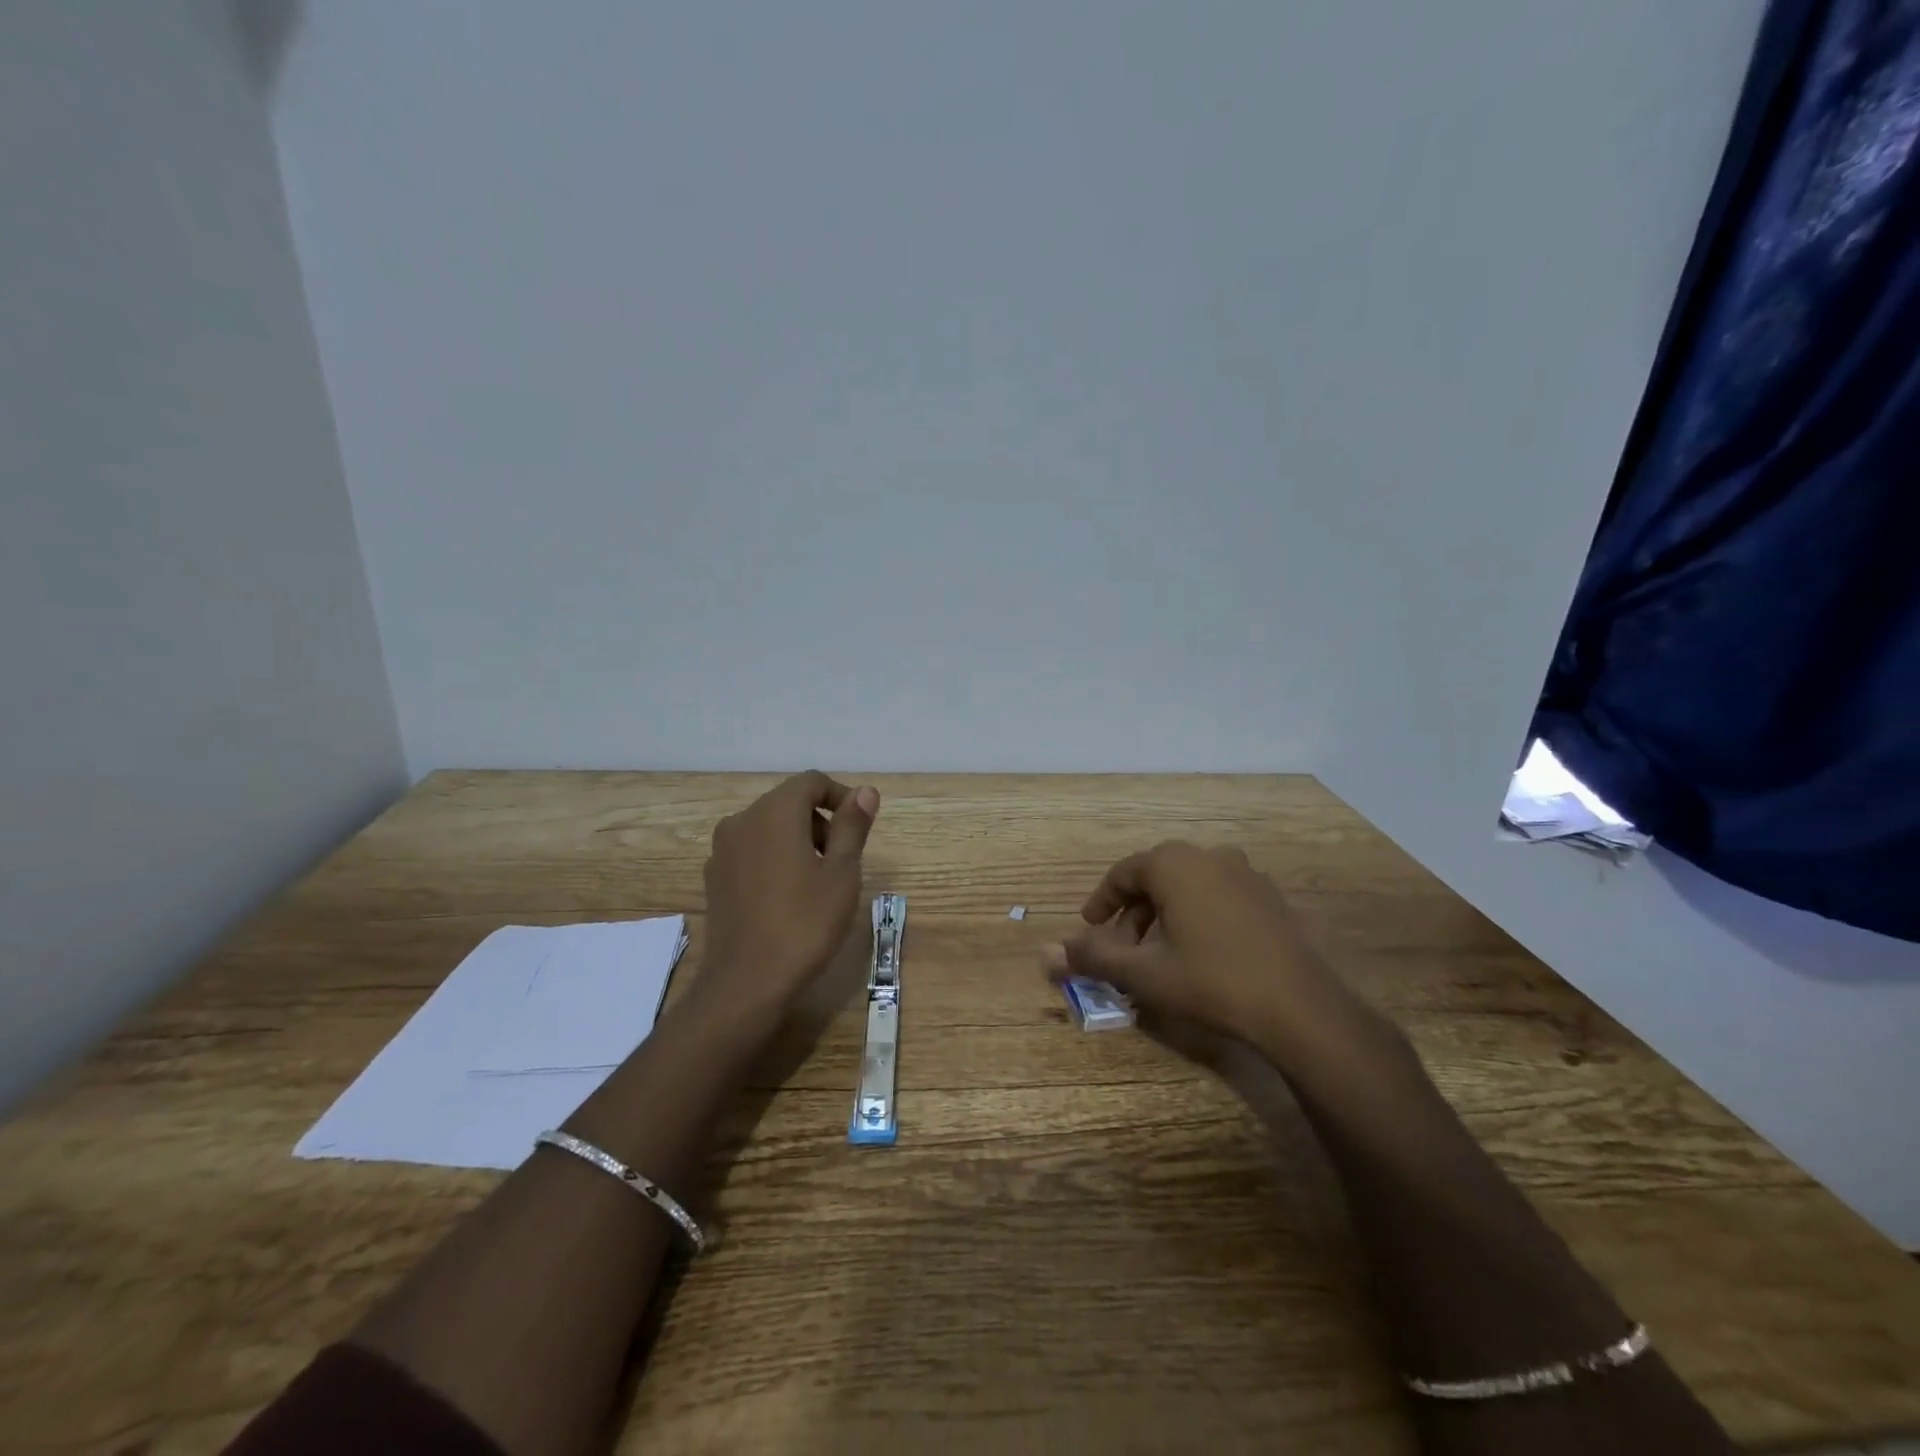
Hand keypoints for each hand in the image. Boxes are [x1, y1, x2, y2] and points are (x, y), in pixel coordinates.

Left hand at [700, 772, 878, 1013]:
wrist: (746, 983)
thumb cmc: (804, 924)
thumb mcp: (842, 874)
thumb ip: (852, 826)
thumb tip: (865, 792)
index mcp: (774, 813)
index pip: (811, 782)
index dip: (841, 796)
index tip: (860, 826)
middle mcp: (741, 821)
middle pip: (788, 802)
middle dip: (821, 820)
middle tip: (844, 858)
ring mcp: (722, 851)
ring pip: (768, 827)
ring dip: (798, 839)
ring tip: (819, 880)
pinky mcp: (715, 878)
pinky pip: (751, 851)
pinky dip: (775, 857)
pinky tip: (788, 896)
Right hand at [1045, 841, 1370, 1062]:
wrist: (1299, 1007)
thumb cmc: (1210, 981)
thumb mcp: (1143, 973)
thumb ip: (1092, 958)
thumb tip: (1043, 953)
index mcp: (1173, 864)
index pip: (1123, 873)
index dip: (1102, 901)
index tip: (1090, 928)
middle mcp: (1208, 855)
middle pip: (1155, 878)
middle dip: (1133, 913)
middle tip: (1122, 949)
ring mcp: (1245, 873)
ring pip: (1188, 886)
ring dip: (1165, 914)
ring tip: (1159, 953)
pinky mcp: (1270, 896)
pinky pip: (1219, 895)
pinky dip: (1198, 915)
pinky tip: (1202, 952)